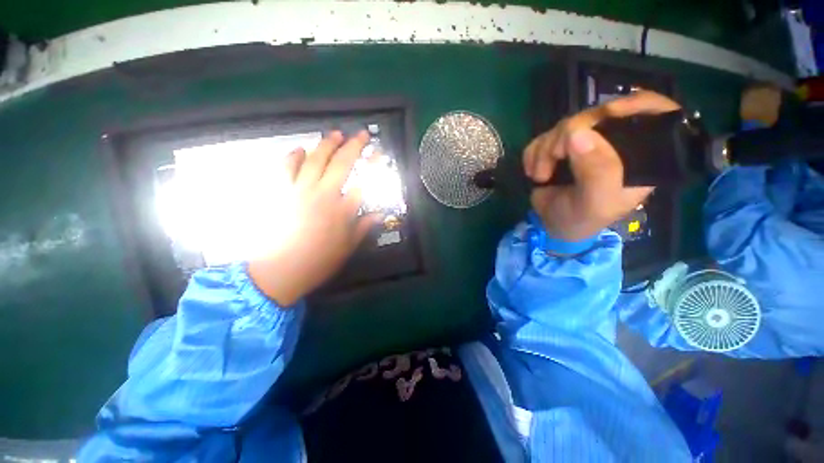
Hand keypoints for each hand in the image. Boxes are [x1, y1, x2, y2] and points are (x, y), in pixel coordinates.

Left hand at [248, 131, 380, 305]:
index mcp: (342, 209)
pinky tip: (299, 149)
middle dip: (354, 145)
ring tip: (335, 134)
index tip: (379, 153)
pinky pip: (286, 167)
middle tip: (361, 134)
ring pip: (314, 159)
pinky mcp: (280, 192)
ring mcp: (299, 190)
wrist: (279, 271)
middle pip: (341, 163)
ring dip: (326, 144)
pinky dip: (293, 155)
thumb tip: (378, 215)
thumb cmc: (318, 261)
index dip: (373, 165)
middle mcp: (323, 194)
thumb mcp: (347, 247)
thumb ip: (362, 227)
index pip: (363, 180)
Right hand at [524, 91, 680, 241]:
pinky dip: (533, 153)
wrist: (551, 226)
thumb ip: (597, 172)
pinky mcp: (558, 147)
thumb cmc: (582, 219)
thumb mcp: (596, 202)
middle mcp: (614, 143)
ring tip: (540, 176)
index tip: (608, 112)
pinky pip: (543, 136)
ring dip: (544, 150)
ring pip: (564, 125)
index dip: (636, 104)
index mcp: (640, 155)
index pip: (655, 113)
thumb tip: (577, 134)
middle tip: (554, 158)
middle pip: (597, 115)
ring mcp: (584, 143)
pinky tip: (533, 171)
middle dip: (568, 135)